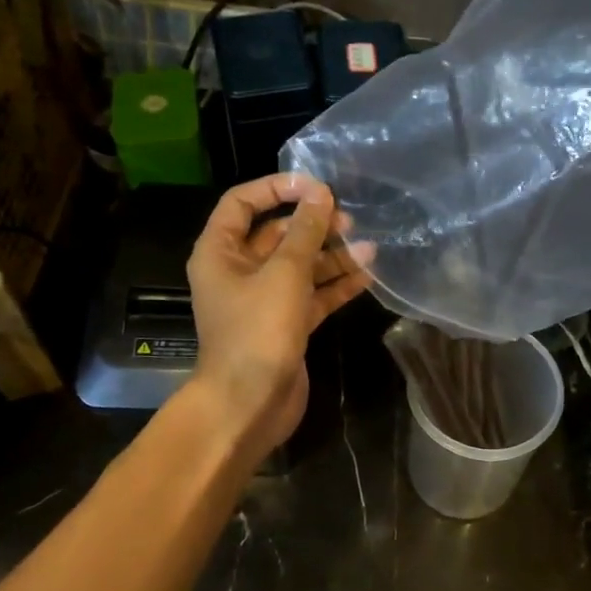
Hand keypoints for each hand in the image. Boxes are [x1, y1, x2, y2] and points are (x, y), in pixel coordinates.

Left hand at [185, 172, 373, 457]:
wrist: (250, 404)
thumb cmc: (258, 332)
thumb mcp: (284, 274)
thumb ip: (305, 232)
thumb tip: (320, 193)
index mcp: (220, 252)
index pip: (242, 203)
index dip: (277, 188)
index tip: (316, 186)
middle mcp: (239, 272)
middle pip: (277, 235)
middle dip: (313, 225)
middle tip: (350, 220)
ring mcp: (263, 300)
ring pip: (300, 267)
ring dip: (332, 256)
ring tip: (369, 247)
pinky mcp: (286, 325)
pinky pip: (312, 296)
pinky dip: (335, 286)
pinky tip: (368, 275)